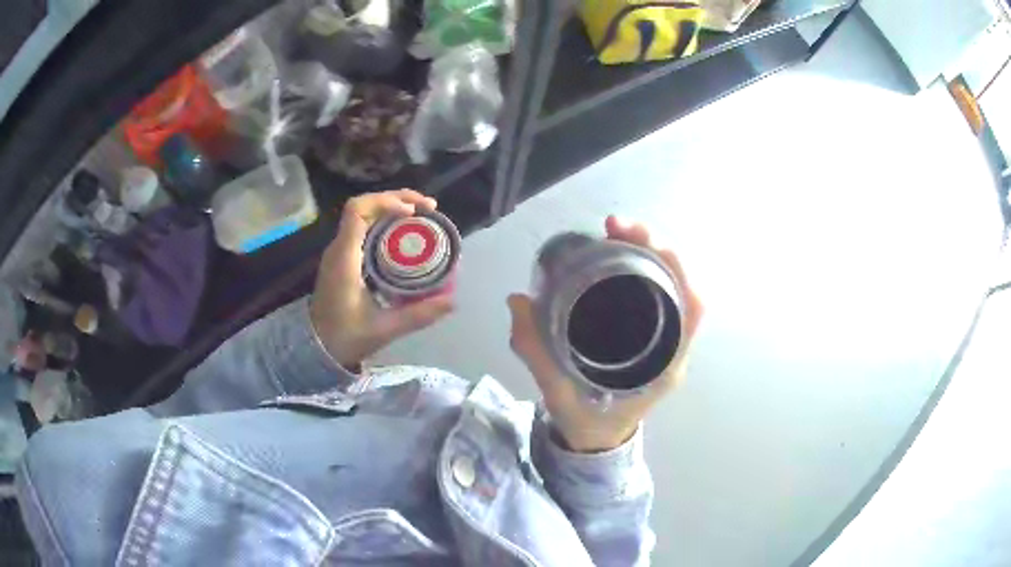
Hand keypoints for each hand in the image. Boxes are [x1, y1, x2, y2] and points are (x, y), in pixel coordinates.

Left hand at [311, 190, 454, 367]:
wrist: (316, 348)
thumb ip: (418, 315)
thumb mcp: (384, 328)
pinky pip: (364, 228)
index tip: (413, 211)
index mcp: (344, 258)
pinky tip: (405, 233)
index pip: (357, 211)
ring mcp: (339, 251)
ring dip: (392, 208)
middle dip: (397, 200)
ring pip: (364, 215)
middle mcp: (339, 248)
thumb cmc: (345, 337)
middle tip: (429, 208)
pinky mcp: (343, 258)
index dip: (386, 202)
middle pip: (364, 206)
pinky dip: (386, 222)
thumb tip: (453, 301)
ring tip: (422, 214)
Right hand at [508, 216, 703, 452]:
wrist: (596, 441)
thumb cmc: (587, 422)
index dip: (674, 265)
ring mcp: (665, 343)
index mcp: (665, 365)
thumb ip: (536, 351)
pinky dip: (643, 270)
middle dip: (655, 248)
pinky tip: (618, 257)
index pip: (690, 307)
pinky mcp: (652, 339)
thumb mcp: (559, 392)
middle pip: (682, 287)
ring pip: (672, 287)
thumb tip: (518, 300)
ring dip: (650, 255)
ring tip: (616, 233)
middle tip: (616, 227)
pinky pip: (658, 296)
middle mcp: (673, 349)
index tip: (640, 238)